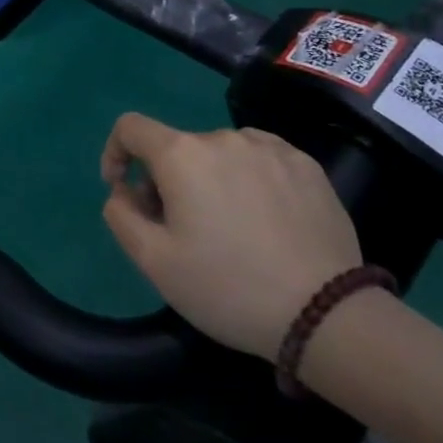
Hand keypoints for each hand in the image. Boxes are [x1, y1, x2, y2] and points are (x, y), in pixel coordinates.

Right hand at [100, 116, 361, 359]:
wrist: (326, 314)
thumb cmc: (227, 287)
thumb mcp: (153, 261)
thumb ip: (120, 214)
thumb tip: (125, 191)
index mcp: (181, 155)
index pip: (131, 127)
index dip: (116, 152)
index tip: (124, 190)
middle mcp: (223, 138)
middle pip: (177, 147)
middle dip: (166, 180)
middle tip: (178, 229)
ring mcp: (271, 148)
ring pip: (219, 154)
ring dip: (208, 178)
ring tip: (227, 227)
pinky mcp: (307, 166)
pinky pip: (259, 160)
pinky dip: (247, 180)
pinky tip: (263, 220)